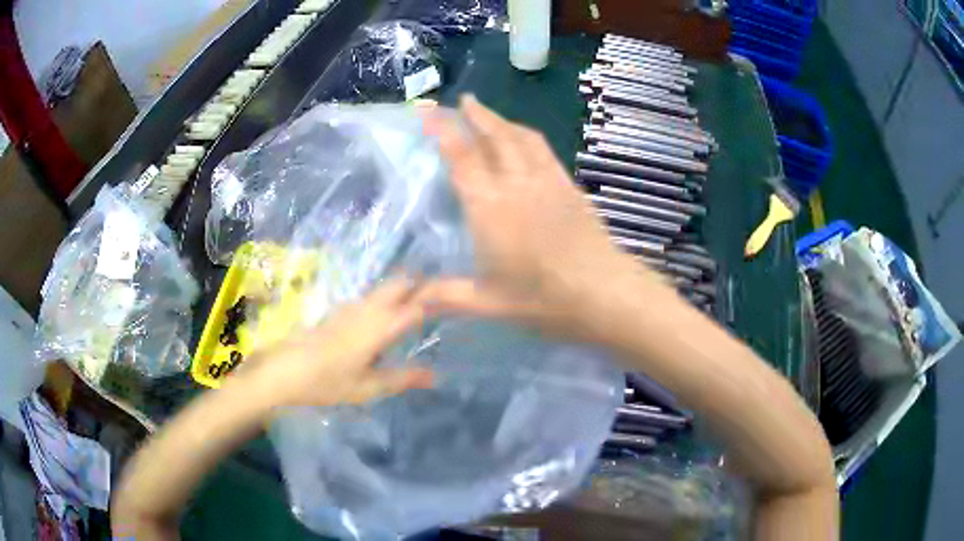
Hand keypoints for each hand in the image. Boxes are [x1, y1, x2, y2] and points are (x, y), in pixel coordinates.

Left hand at [232, 277, 433, 408]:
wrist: (284, 371)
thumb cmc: (327, 382)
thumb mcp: (367, 387)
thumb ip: (402, 379)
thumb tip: (435, 376)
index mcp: (379, 326)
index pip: (416, 304)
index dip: (437, 298)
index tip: (458, 298)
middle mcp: (367, 309)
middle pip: (400, 283)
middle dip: (421, 285)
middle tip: (440, 299)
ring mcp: (350, 307)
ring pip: (384, 287)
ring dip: (403, 290)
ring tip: (420, 304)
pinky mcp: (339, 311)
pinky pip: (370, 296)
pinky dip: (386, 298)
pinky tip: (387, 315)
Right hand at [422, 95, 661, 338]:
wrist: (604, 293)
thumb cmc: (545, 300)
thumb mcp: (489, 303)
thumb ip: (446, 296)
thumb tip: (409, 301)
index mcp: (490, 207)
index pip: (462, 157)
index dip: (444, 131)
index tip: (430, 114)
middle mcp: (517, 184)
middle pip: (495, 136)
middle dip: (476, 114)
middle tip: (462, 101)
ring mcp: (548, 181)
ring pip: (522, 137)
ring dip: (502, 120)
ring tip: (488, 114)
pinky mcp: (570, 187)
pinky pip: (543, 150)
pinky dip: (527, 136)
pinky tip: (525, 141)